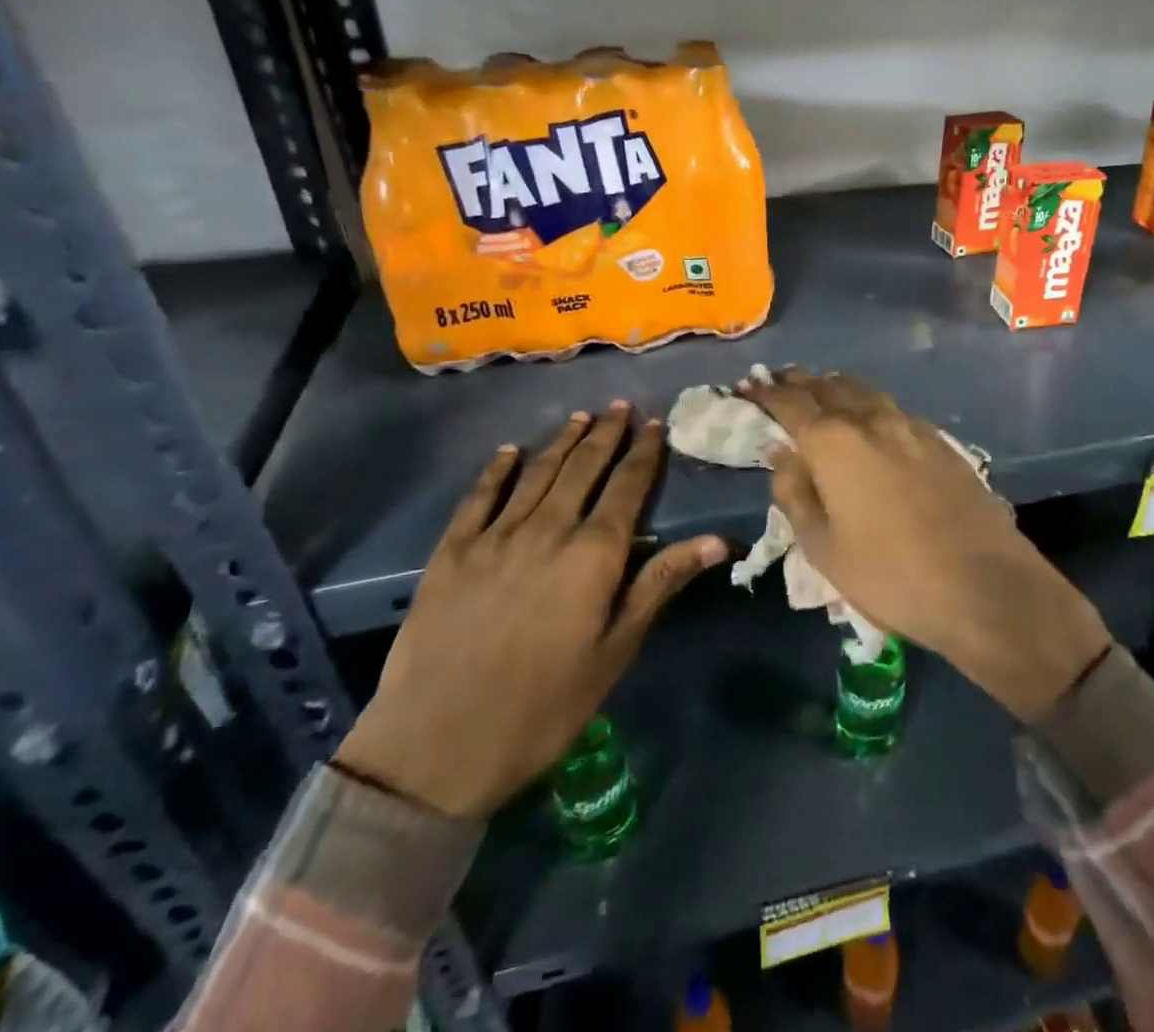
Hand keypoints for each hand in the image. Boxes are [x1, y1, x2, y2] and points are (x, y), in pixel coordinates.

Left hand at [334, 404, 725, 818]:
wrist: (437, 746)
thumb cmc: (544, 707)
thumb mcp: (615, 651)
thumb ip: (660, 584)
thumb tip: (716, 540)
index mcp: (592, 555)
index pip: (626, 488)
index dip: (643, 453)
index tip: (653, 424)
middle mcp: (547, 530)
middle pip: (583, 469)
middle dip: (605, 435)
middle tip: (620, 407)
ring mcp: (495, 537)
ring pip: (536, 474)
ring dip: (562, 442)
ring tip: (580, 418)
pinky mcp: (452, 552)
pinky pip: (479, 497)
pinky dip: (497, 470)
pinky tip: (509, 452)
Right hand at [741, 370, 1110, 722]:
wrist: (985, 587)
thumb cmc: (890, 575)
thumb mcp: (823, 546)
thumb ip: (794, 493)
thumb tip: (780, 453)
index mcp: (834, 442)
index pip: (790, 403)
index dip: (765, 393)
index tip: (748, 387)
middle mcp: (872, 420)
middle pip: (829, 387)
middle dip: (800, 382)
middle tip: (779, 380)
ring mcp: (912, 427)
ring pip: (865, 392)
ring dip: (836, 387)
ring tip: (820, 389)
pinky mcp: (941, 442)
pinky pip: (893, 409)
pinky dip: (869, 404)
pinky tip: (870, 419)